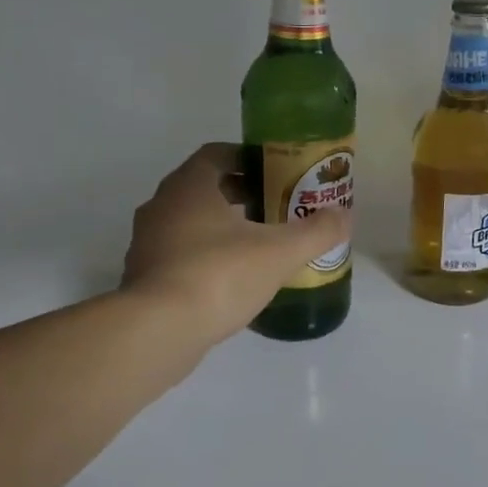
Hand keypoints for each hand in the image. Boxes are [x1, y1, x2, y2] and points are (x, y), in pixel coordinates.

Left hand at [123, 143, 352, 346]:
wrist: (157, 332)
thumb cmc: (219, 275)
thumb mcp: (280, 252)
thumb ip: (316, 231)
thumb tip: (345, 215)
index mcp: (190, 186)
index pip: (217, 154)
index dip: (248, 158)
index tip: (276, 172)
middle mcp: (162, 206)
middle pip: (204, 188)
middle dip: (240, 194)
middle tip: (276, 207)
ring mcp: (147, 243)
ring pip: (189, 223)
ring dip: (221, 227)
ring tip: (259, 245)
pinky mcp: (142, 278)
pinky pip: (179, 255)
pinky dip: (205, 257)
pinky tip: (232, 280)